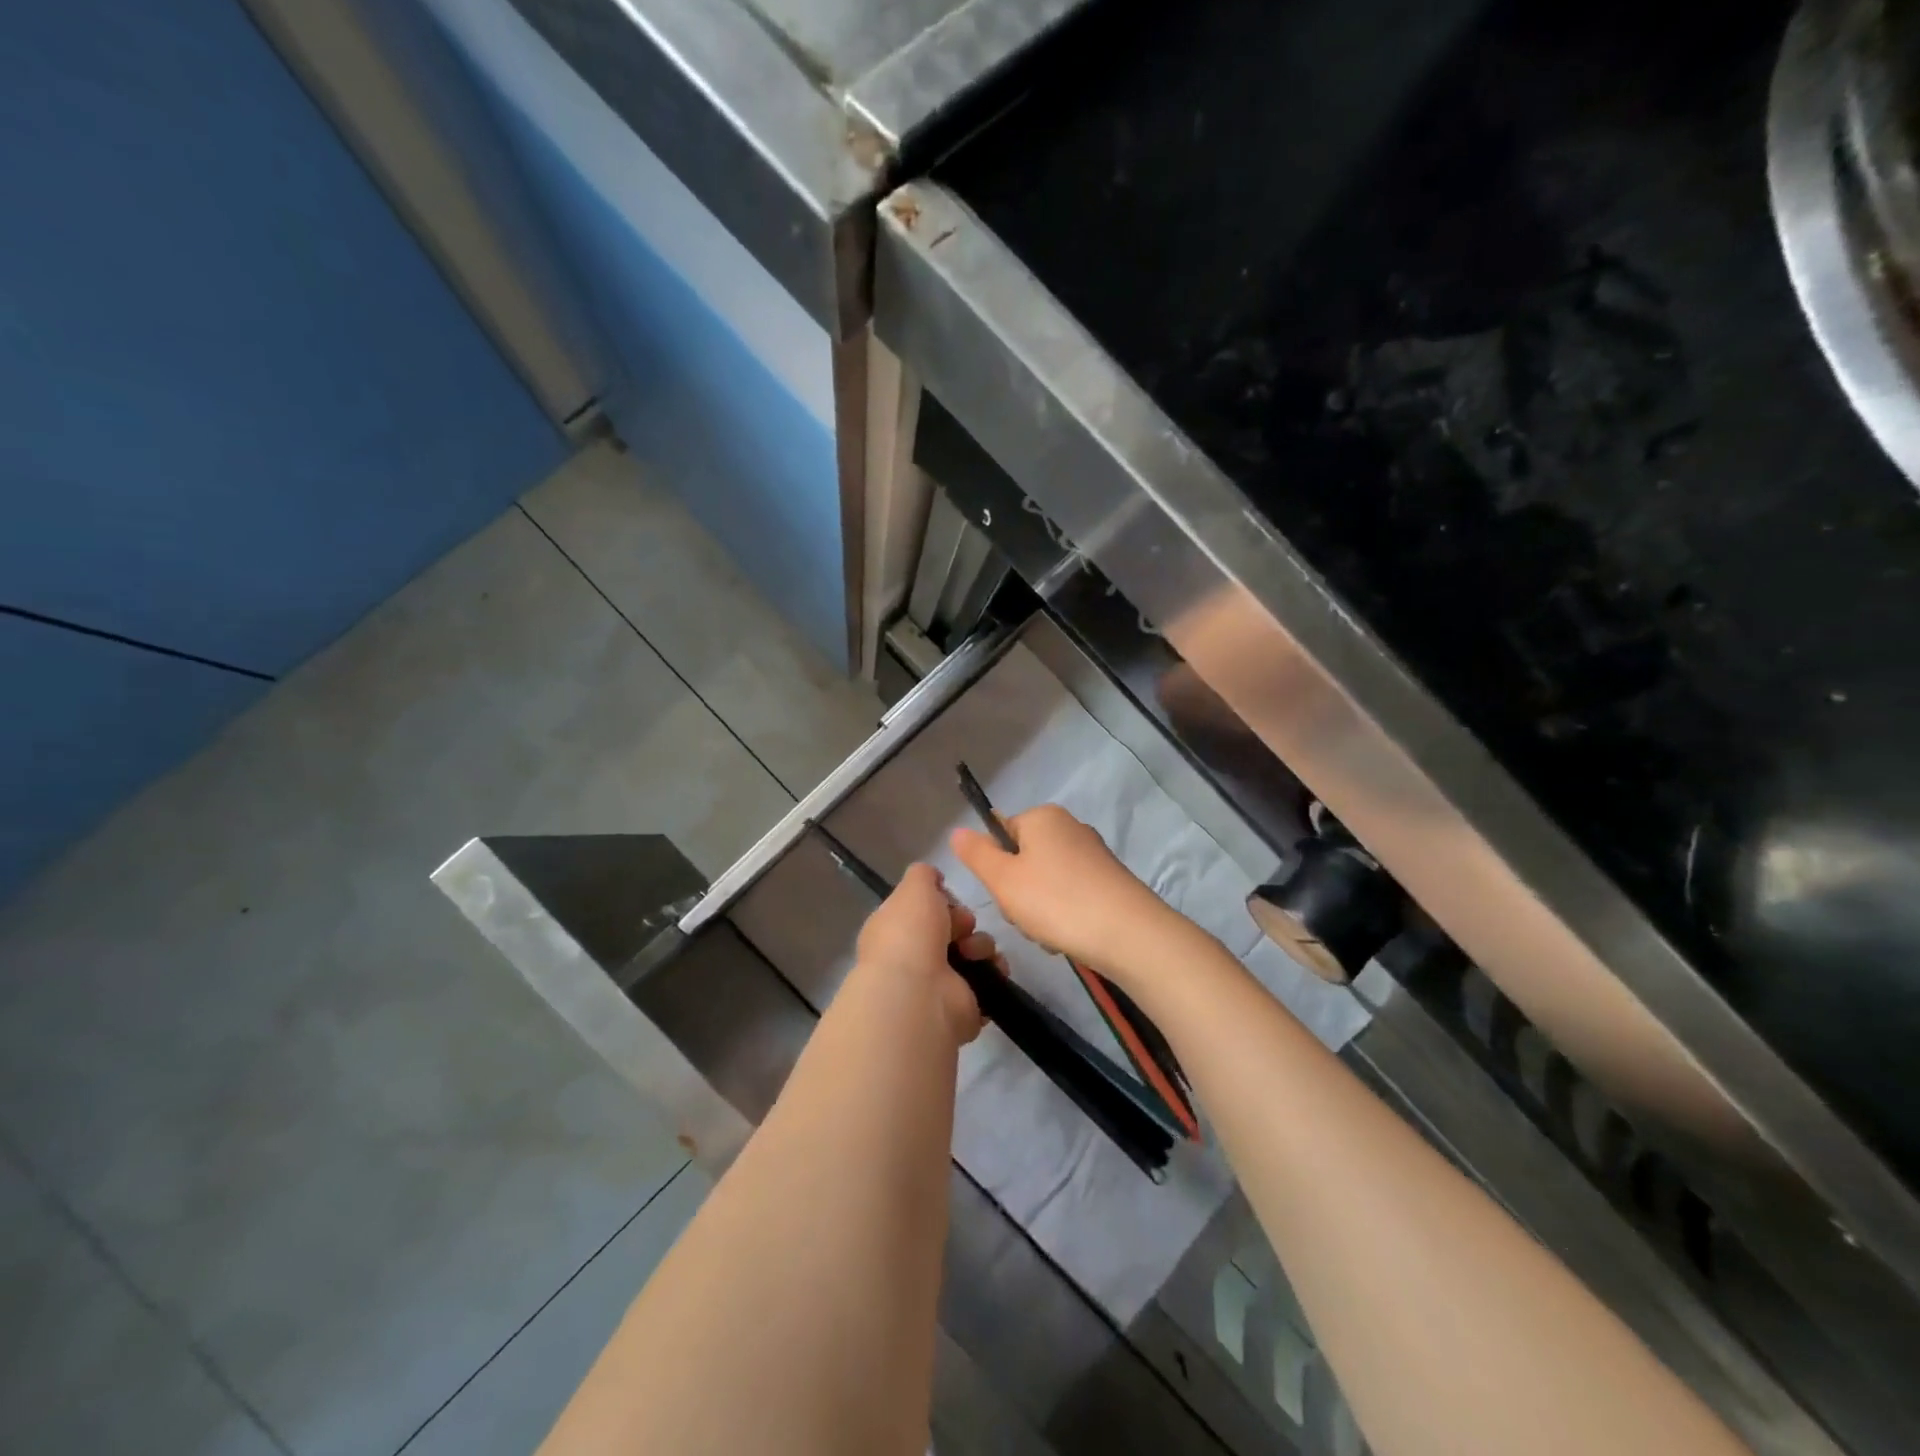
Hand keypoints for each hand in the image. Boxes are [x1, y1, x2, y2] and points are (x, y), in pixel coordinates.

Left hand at [856, 863, 1001, 1043]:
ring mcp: (938, 984)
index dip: (941, 901)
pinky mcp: (963, 1005)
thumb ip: (923, 875)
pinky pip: (987, 980)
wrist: (919, 994)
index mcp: (895, 930)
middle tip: (964, 926)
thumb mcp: (914, 888)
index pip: (923, 910)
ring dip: (982, 945)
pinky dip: (994, 972)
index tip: (949, 898)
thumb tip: (933, 878)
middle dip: (964, 921)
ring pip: (973, 952)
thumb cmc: (910, 934)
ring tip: (975, 952)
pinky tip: (992, 969)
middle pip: (952, 928)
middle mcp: (914, 957)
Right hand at [950, 805, 1174, 983]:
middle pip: (1023, 859)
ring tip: (1050, 932)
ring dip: (1039, 910)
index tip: (1004, 894)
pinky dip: (1064, 915)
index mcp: (1042, 817)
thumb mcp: (1003, 879)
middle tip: (1026, 917)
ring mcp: (1092, 853)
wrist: (1128, 933)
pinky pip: (1070, 894)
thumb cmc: (1056, 900)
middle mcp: (1069, 826)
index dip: (995, 867)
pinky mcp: (1109, 879)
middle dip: (1018, 893)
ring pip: (1045, 881)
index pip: (1000, 833)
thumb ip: (976, 854)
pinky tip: (1069, 936)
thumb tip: (957, 831)